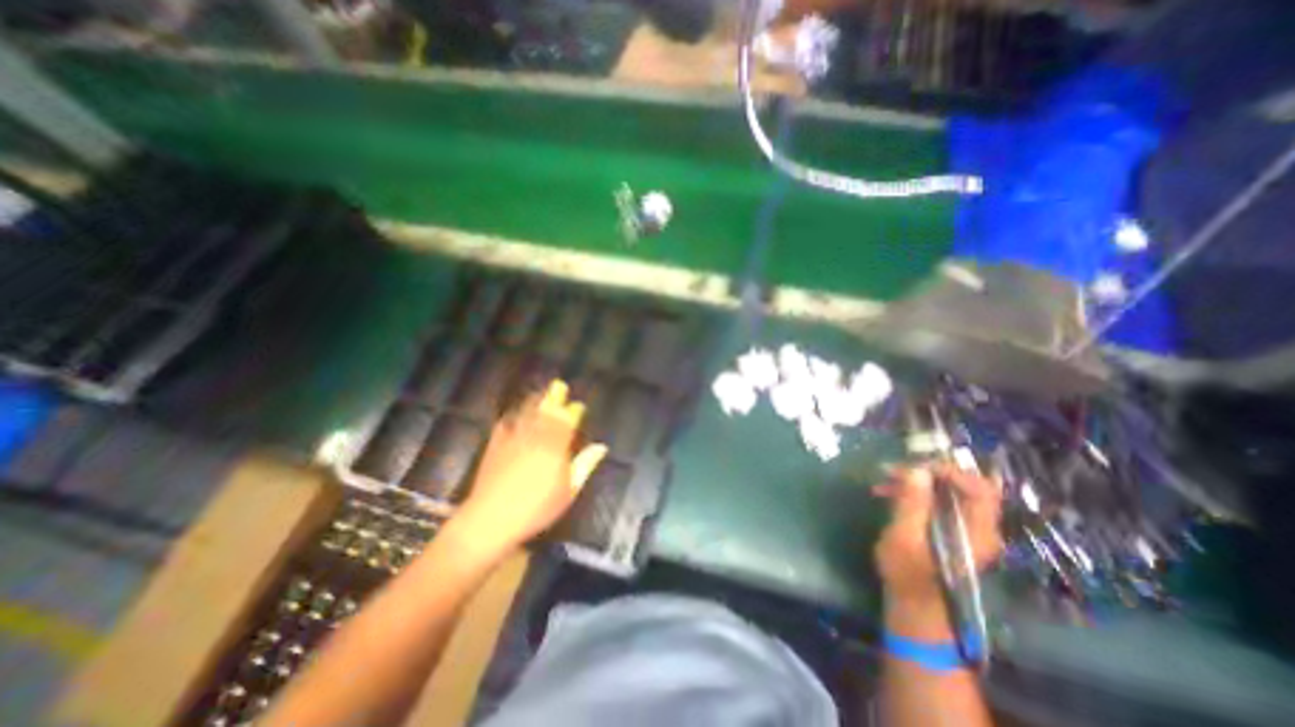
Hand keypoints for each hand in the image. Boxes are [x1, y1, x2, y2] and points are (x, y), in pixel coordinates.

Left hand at [448, 384, 610, 559]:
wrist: (491, 519)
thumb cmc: (537, 508)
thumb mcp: (569, 490)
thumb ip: (585, 465)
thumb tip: (601, 447)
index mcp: (556, 447)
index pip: (567, 421)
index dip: (573, 411)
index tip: (578, 405)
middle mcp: (536, 437)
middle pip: (546, 412)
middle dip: (554, 397)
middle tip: (559, 385)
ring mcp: (514, 439)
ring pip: (527, 413)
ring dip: (535, 401)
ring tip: (541, 393)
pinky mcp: (495, 446)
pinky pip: (505, 424)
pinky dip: (512, 416)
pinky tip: (514, 414)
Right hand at [874, 467, 1004, 634]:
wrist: (913, 607)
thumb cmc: (908, 575)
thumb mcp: (905, 537)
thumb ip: (913, 504)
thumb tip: (918, 470)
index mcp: (977, 532)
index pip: (980, 490)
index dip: (952, 472)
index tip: (918, 466)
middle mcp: (977, 527)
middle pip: (962, 487)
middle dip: (927, 473)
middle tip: (895, 469)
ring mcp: (963, 529)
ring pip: (945, 492)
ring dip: (915, 481)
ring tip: (884, 478)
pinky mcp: (947, 530)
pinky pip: (934, 502)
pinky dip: (912, 493)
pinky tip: (886, 492)